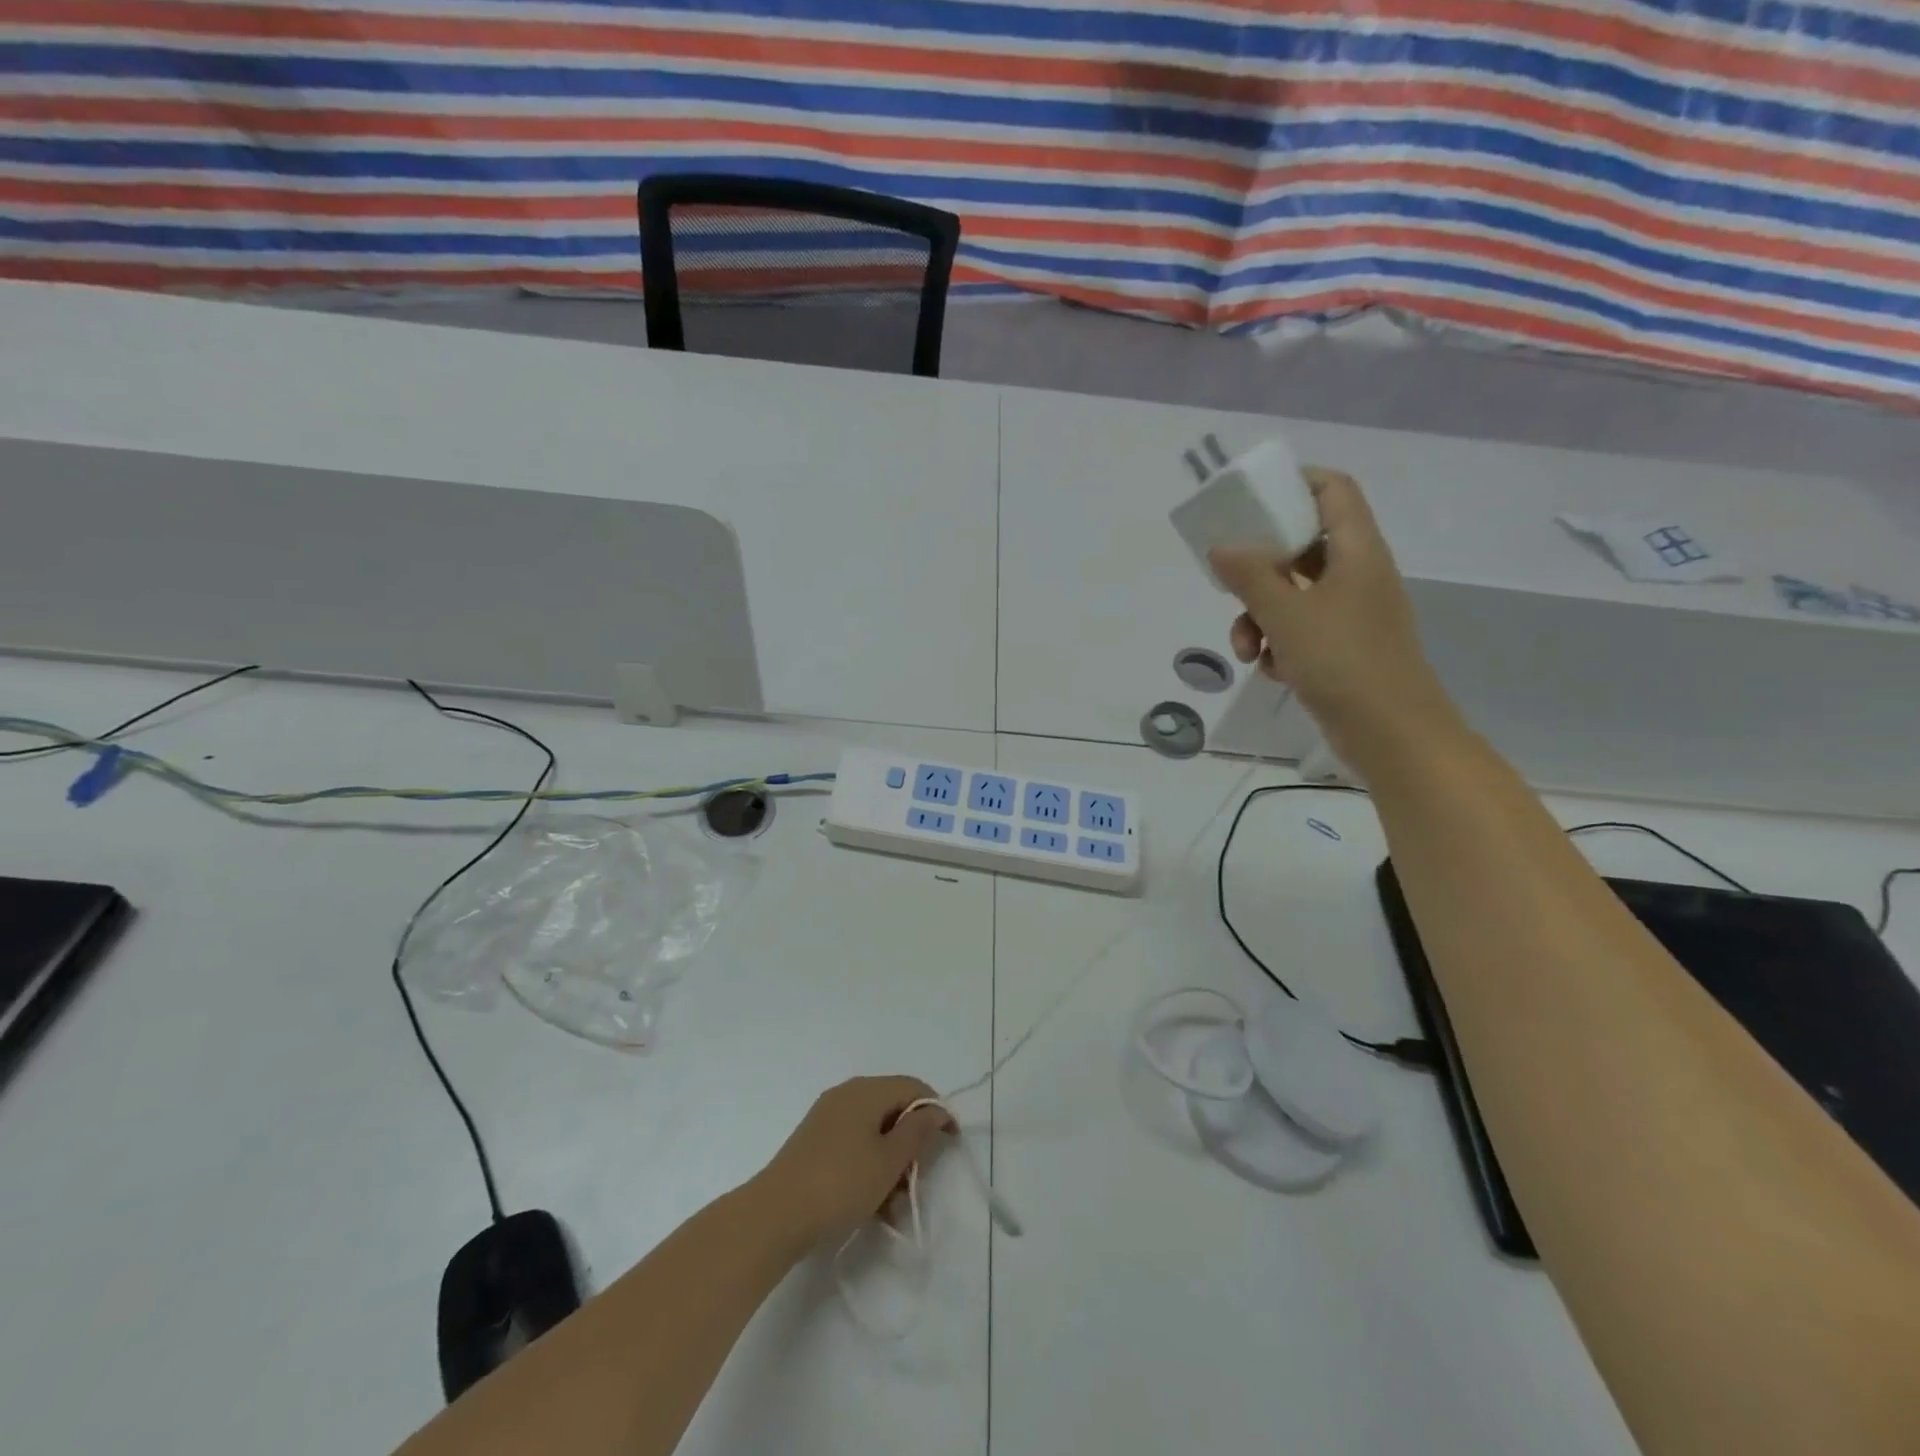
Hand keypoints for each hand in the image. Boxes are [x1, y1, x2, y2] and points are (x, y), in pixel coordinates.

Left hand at [752, 1076, 954, 1248]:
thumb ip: (917, 1131)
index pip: (914, 1087)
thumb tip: (935, 1109)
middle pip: (893, 1109)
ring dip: (891, 1162)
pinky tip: (872, 1203)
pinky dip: (869, 1166)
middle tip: (918, 1180)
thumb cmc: (841, 1183)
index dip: (937, 1111)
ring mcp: (827, 1117)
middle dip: (911, 1144)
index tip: (951, 1143)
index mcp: (867, 1090)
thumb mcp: (889, 1160)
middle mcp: (847, 1094)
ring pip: (874, 1131)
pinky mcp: (814, 1141)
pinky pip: (854, 1144)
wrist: (775, 1215)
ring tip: (894, 1205)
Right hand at [1209, 467, 1461, 772]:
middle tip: (1229, 579)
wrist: (1392, 734)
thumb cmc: (1344, 662)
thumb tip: (1220, 548)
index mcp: (1357, 551)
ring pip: (1293, 594)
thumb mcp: (1287, 615)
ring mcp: (1351, 613)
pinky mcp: (1342, 647)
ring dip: (1260, 616)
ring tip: (1246, 648)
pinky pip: (1300, 629)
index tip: (1251, 500)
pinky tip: (1271, 669)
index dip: (1295, 483)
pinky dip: (1279, 643)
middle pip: (1302, 546)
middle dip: (1259, 568)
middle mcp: (1357, 574)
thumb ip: (1250, 577)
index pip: (1333, 490)